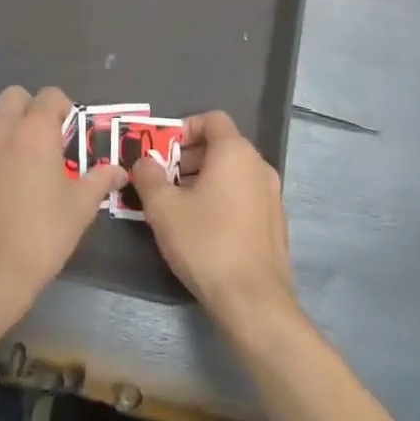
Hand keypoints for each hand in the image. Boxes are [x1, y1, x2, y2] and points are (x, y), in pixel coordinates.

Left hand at [0, 85, 122, 315]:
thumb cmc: (41, 236)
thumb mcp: (80, 208)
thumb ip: (99, 180)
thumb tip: (119, 170)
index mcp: (34, 131)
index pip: (49, 95)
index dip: (62, 107)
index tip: (68, 130)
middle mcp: (0, 130)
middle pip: (13, 96)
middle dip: (29, 108)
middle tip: (42, 139)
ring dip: (2, 124)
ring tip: (15, 154)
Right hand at [129, 111, 295, 328]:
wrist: (253, 301)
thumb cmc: (206, 243)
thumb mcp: (164, 209)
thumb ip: (149, 177)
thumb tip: (144, 161)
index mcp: (235, 152)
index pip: (212, 119)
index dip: (186, 128)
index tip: (165, 151)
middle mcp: (259, 165)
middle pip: (223, 145)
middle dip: (191, 157)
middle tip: (166, 180)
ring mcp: (272, 194)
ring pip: (234, 172)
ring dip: (206, 179)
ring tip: (181, 206)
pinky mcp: (276, 222)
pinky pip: (246, 195)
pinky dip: (225, 198)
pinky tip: (206, 228)